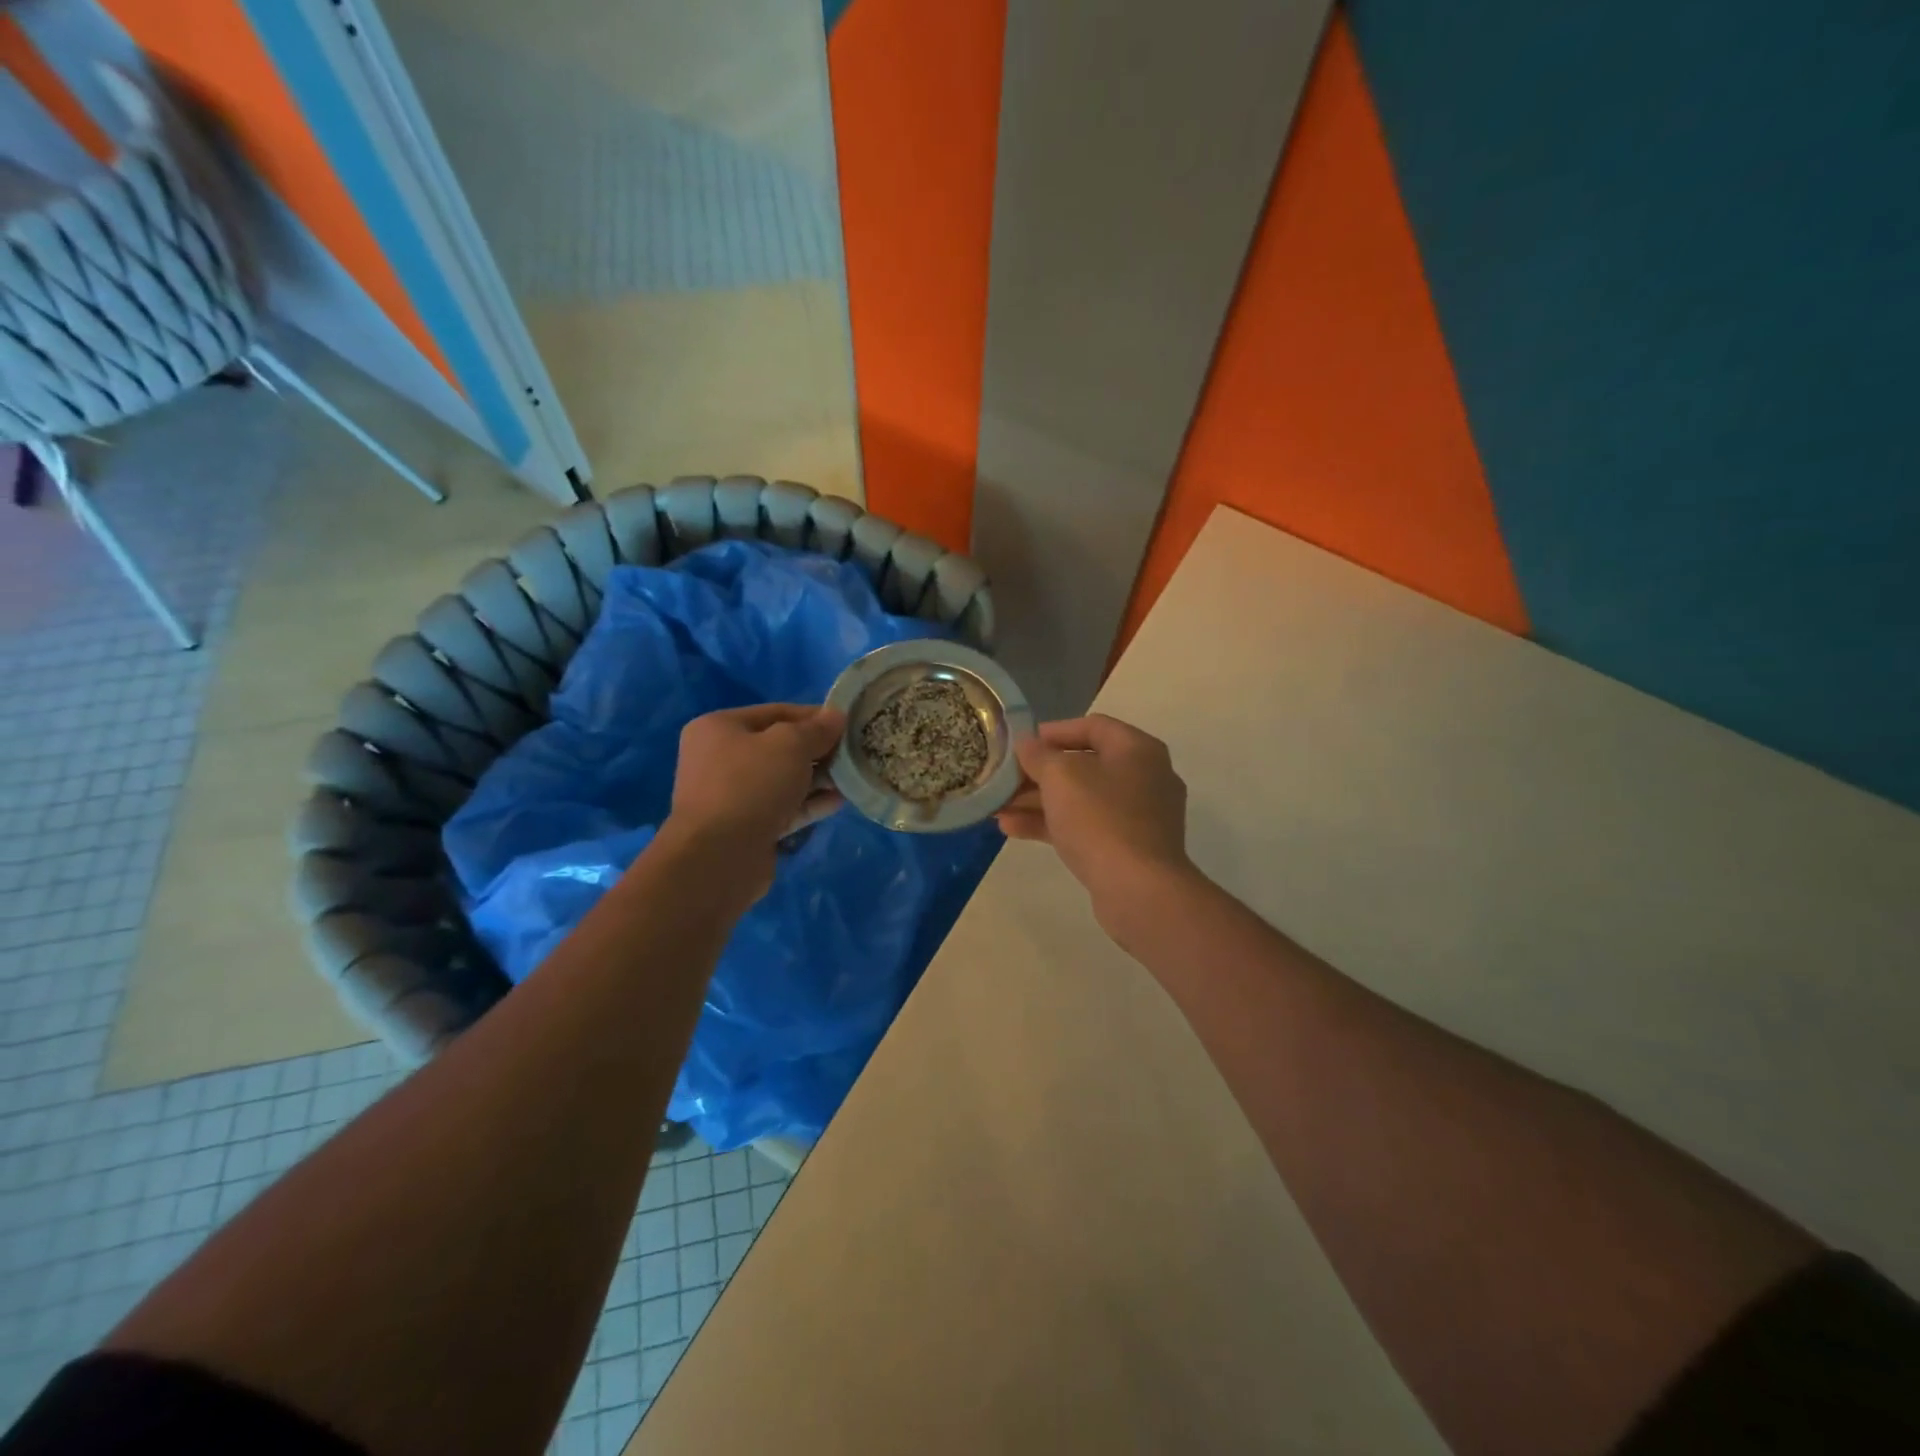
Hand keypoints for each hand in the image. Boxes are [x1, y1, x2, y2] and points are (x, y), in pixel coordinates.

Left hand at [665, 704, 844, 893]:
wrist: (719, 857)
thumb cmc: (751, 785)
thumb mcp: (790, 745)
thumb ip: (816, 729)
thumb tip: (836, 716)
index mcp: (720, 728)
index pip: (776, 713)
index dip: (814, 716)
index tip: (848, 723)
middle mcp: (720, 759)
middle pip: (779, 747)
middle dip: (818, 751)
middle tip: (854, 753)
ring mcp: (733, 796)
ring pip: (783, 780)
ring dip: (817, 779)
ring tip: (852, 777)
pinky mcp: (746, 827)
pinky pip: (783, 808)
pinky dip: (809, 803)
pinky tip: (838, 801)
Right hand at [996, 715, 1193, 935]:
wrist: (1139, 890)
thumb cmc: (1100, 819)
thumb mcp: (1060, 777)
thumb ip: (1038, 755)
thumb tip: (1027, 745)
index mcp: (1137, 750)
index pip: (1092, 726)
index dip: (1054, 731)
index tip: (1021, 743)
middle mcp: (1144, 777)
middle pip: (1084, 765)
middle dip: (1039, 773)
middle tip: (1004, 779)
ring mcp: (1138, 816)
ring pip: (1080, 800)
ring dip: (1038, 801)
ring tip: (997, 807)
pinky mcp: (1128, 849)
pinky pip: (1085, 827)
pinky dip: (1052, 824)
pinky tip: (1011, 829)